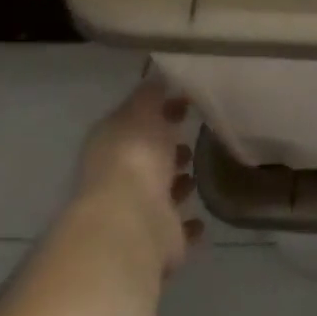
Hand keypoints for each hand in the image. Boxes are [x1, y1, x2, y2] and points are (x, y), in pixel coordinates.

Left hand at [77, 73, 204, 271]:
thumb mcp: (140, 112)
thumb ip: (150, 95)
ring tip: (203, 168)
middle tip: (195, 134)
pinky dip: (189, 223)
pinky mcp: (159, 240)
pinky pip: (178, 228)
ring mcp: (139, 211)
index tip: (187, 100)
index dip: (159, 110)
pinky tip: (204, 215)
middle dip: (168, 146)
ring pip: (162, 192)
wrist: (131, 223)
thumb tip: (158, 75)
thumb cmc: (135, 158)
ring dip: (178, 183)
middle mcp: (120, 178)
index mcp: (112, 145)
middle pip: (148, 158)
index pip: (135, 121)